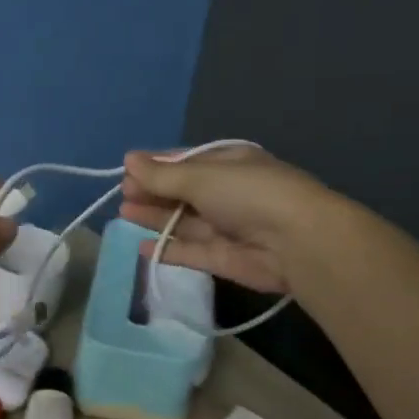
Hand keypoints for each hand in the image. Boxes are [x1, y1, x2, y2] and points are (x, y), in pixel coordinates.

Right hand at [119, 145, 328, 293]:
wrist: (296, 242)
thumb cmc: (248, 194)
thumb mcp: (201, 177)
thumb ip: (162, 175)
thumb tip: (128, 160)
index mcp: (228, 163)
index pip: (186, 162)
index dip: (156, 167)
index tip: (127, 172)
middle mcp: (227, 193)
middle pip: (182, 192)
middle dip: (153, 192)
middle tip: (123, 194)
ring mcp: (225, 227)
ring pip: (182, 221)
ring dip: (155, 217)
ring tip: (124, 213)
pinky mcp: (223, 258)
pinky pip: (189, 251)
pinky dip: (167, 249)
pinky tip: (142, 247)